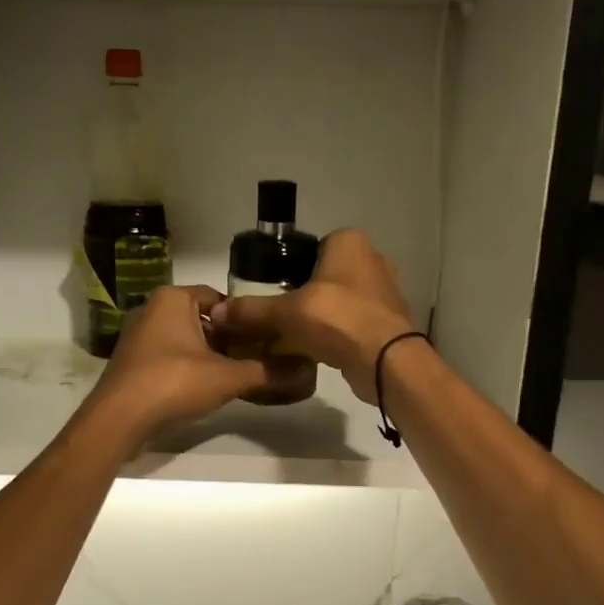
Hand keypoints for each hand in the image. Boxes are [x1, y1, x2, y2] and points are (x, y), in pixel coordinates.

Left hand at [87, 284, 278, 444]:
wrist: (119, 420)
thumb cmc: (173, 383)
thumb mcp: (227, 377)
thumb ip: (266, 372)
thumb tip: (305, 372)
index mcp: (173, 299)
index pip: (219, 298)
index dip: (244, 318)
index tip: (265, 338)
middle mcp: (152, 310)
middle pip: (203, 320)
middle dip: (228, 339)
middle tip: (256, 359)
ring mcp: (138, 337)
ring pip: (185, 340)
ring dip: (209, 356)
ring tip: (237, 376)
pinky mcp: (132, 363)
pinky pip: (169, 358)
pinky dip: (189, 369)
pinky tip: (206, 390)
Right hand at [209, 229, 419, 401]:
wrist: (386, 362)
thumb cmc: (339, 320)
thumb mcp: (287, 312)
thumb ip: (252, 310)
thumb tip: (217, 313)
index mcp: (349, 242)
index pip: (308, 248)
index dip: (285, 268)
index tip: (269, 291)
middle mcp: (370, 260)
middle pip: (321, 275)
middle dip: (300, 295)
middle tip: (275, 316)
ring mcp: (382, 292)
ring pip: (336, 300)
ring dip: (316, 316)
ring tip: (289, 335)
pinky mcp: (385, 322)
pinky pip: (349, 322)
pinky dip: (332, 333)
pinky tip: (313, 349)